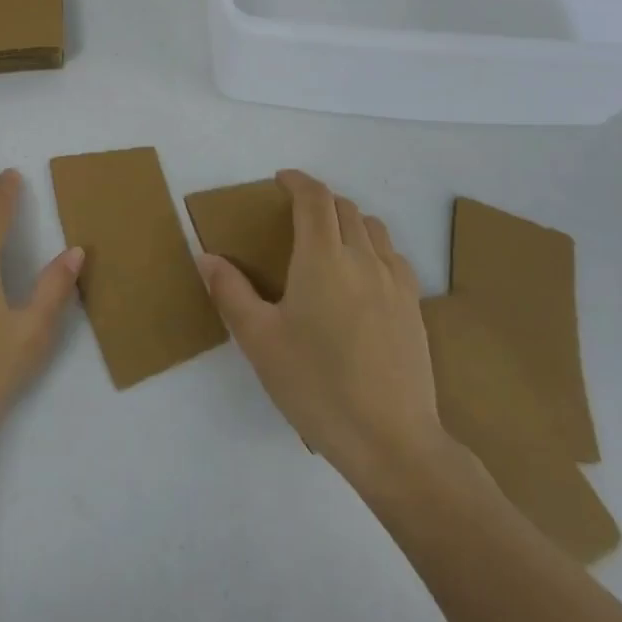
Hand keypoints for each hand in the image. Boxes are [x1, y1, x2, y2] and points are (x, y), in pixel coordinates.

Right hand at [198, 170, 446, 491]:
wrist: (392, 441)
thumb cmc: (316, 385)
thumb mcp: (258, 340)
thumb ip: (230, 292)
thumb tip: (206, 257)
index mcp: (322, 258)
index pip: (315, 198)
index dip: (298, 181)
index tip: (280, 180)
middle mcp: (363, 258)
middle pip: (345, 208)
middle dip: (319, 200)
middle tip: (294, 213)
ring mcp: (396, 283)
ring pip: (374, 229)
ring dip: (348, 220)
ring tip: (328, 240)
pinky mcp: (414, 309)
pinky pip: (393, 257)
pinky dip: (373, 248)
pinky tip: (361, 277)